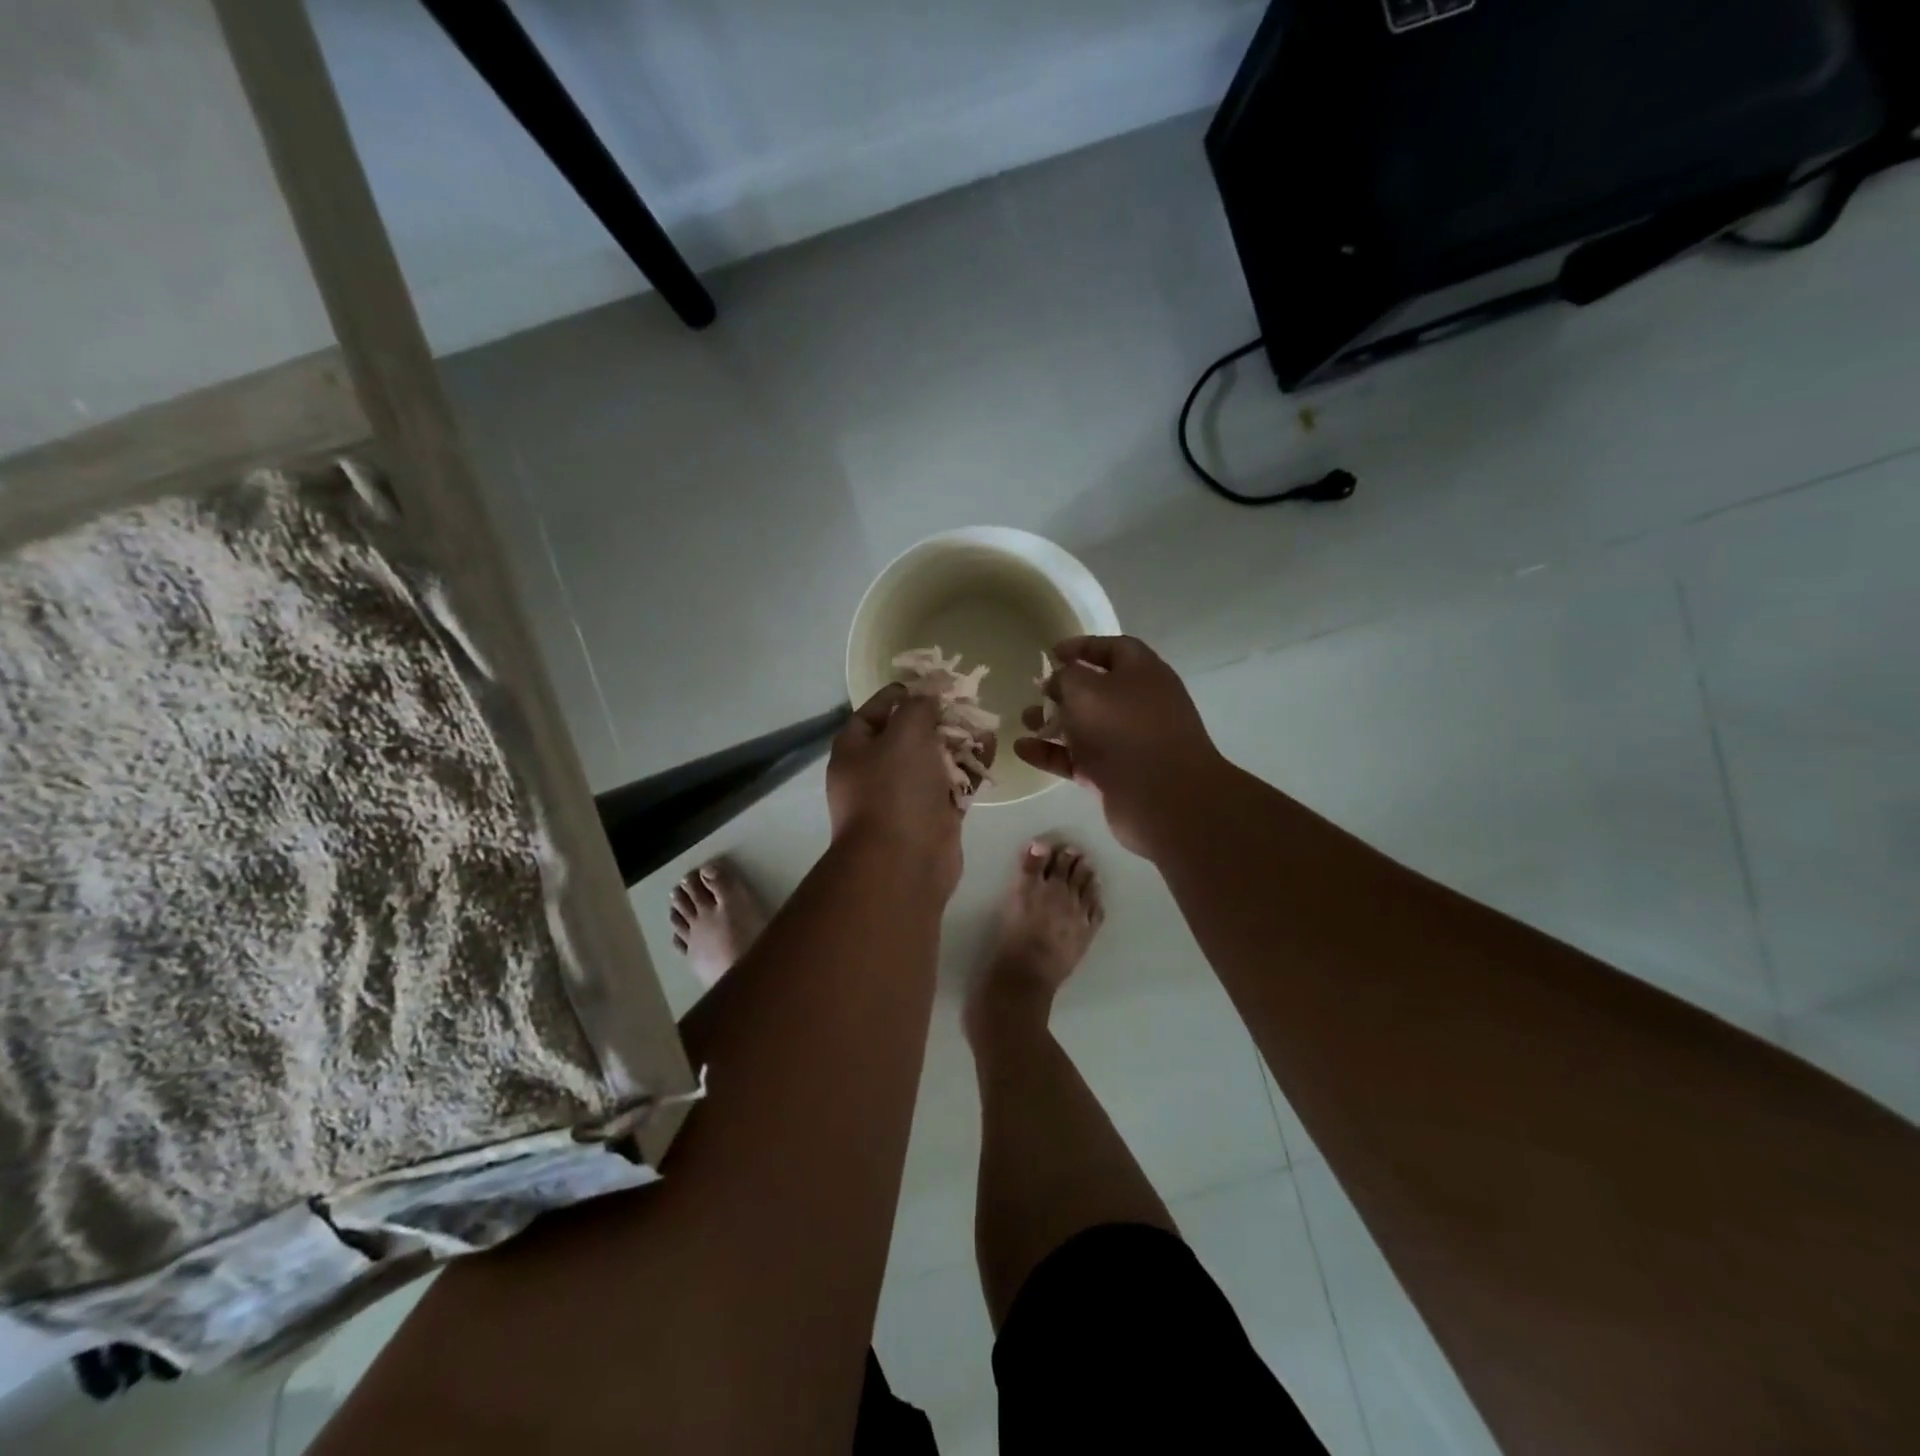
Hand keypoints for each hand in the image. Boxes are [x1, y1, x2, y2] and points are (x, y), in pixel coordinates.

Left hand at [827, 684, 985, 894]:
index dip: (898, 694)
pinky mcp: (933, 818)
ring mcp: (905, 798)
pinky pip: (953, 785)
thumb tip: (926, 698)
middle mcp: (875, 773)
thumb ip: (918, 708)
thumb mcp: (905, 733)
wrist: (903, 862)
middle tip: (964, 703)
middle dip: (936, 718)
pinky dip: (970, 769)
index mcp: (854, 750)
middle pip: (906, 736)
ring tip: (984, 723)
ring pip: (933, 761)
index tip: (928, 683)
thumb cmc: (895, 789)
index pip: (872, 712)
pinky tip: (991, 750)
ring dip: (958, 742)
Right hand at [1014, 635, 1223, 856]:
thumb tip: (1058, 681)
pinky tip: (1022, 749)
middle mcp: (1138, 704)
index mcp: (1142, 673)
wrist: (1162, 796)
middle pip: (1097, 690)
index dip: (1083, 647)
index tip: (1052, 653)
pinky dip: (1051, 753)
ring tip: (1024, 720)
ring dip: (1053, 722)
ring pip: (1084, 726)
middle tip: (1035, 691)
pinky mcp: (1114, 774)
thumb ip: (1065, 678)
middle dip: (1063, 690)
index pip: (1113, 648)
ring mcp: (1127, 742)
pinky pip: (1077, 758)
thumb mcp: (1086, 690)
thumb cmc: (1125, 728)